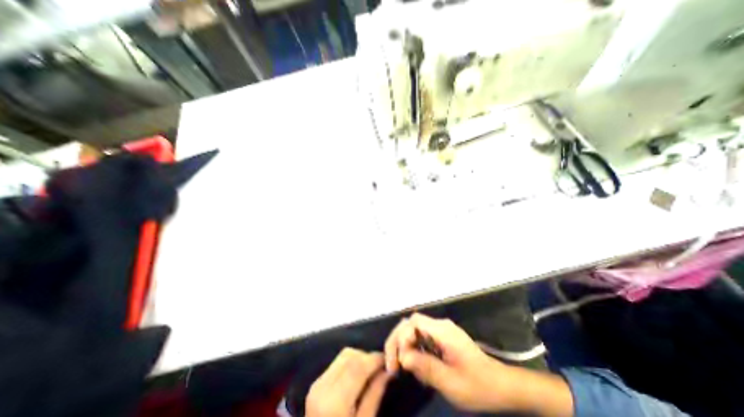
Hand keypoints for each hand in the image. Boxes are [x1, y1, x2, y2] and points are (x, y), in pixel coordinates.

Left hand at [307, 345, 390, 416]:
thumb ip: (375, 394)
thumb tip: (388, 370)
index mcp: (335, 402)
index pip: (358, 366)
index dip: (374, 359)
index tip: (387, 360)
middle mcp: (323, 387)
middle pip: (350, 356)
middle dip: (367, 357)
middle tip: (380, 366)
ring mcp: (318, 384)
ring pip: (343, 356)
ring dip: (359, 358)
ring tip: (369, 371)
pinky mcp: (316, 384)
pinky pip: (337, 363)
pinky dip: (350, 364)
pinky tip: (357, 376)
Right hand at [384, 313, 512, 409]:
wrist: (501, 385)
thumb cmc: (478, 385)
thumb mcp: (451, 382)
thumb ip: (426, 367)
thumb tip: (403, 357)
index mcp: (443, 331)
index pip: (413, 322)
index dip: (401, 337)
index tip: (398, 362)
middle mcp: (440, 325)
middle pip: (411, 323)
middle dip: (398, 341)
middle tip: (393, 364)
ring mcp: (442, 330)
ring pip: (414, 330)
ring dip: (405, 346)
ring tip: (403, 368)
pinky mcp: (443, 338)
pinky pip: (422, 337)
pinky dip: (414, 349)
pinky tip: (416, 365)